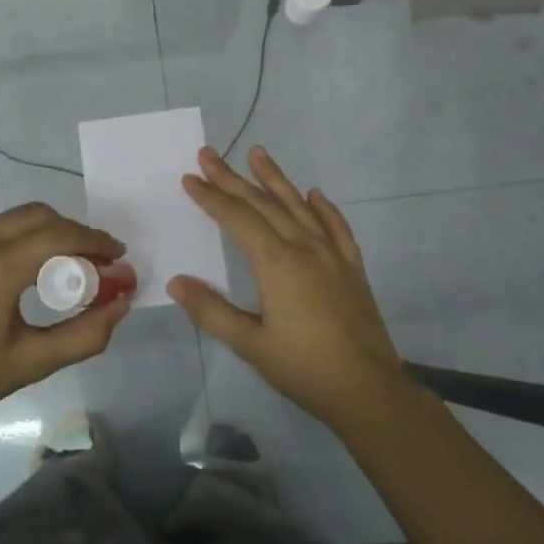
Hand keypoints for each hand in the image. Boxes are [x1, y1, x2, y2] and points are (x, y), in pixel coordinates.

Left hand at [0, 203, 131, 436]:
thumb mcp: (30, 364)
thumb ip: (84, 335)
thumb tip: (121, 305)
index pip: (59, 236)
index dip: (96, 241)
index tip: (119, 257)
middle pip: (40, 216)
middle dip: (76, 232)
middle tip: (99, 262)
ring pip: (17, 219)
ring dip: (50, 232)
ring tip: (70, 266)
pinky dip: (25, 238)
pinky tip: (33, 270)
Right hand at [169, 145, 408, 428]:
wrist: (368, 389)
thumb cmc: (304, 368)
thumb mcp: (250, 344)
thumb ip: (212, 311)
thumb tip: (175, 282)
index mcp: (277, 263)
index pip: (237, 218)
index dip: (211, 197)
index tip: (190, 177)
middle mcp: (304, 248)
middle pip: (263, 204)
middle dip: (233, 178)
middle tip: (209, 154)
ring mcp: (332, 255)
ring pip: (299, 206)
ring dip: (276, 179)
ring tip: (258, 153)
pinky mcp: (352, 267)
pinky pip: (336, 227)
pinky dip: (324, 208)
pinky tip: (315, 194)